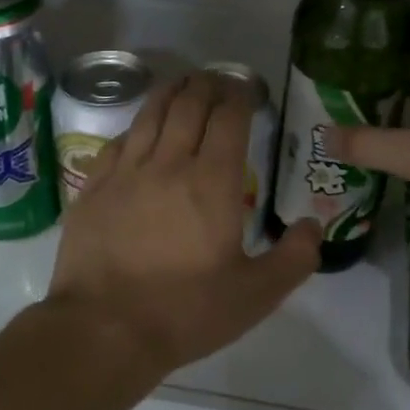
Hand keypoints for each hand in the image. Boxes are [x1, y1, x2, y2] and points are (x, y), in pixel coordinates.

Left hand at [48, 73, 321, 375]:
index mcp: (212, 182)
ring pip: (150, 114)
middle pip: (189, 105)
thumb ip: (294, 258)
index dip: (240, 97)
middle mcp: (168, 163)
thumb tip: (314, 225)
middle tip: (219, 80)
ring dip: (171, 92)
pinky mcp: (94, 187)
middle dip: (208, 85)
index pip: (228, 119)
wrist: (103, 329)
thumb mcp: (255, 295)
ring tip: (183, 83)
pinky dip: (136, 127)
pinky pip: (118, 142)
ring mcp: (126, 172)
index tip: (249, 91)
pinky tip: (140, 129)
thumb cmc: (185, 311)